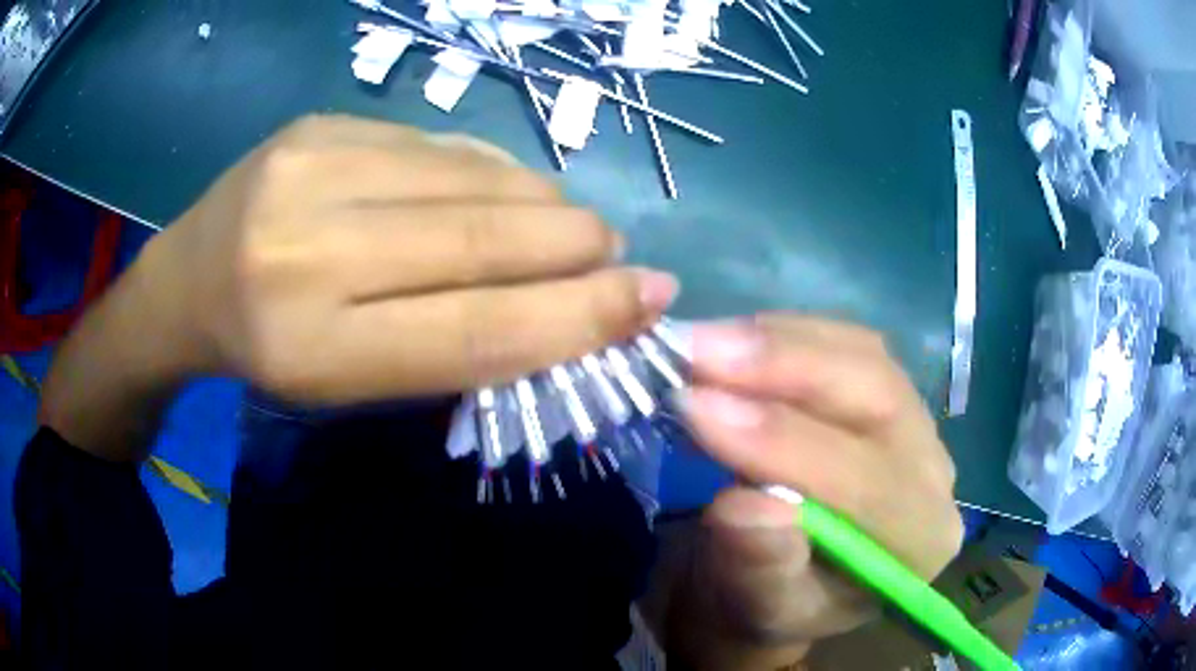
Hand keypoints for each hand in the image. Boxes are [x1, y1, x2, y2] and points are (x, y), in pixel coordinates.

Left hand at [139, 115, 676, 403]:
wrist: (189, 280)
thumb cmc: (271, 352)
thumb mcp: (353, 383)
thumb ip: (455, 344)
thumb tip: (569, 303)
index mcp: (314, 350)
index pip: (475, 331)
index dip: (577, 317)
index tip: (650, 300)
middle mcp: (307, 252)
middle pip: (481, 240)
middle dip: (575, 246)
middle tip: (617, 255)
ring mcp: (311, 169)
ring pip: (471, 179)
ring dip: (543, 202)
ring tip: (566, 224)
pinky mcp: (321, 124)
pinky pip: (440, 144)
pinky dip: (492, 170)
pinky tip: (503, 190)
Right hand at [670, 315, 962, 668]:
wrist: (772, 586)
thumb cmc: (763, 607)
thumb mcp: (754, 610)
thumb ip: (758, 570)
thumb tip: (746, 506)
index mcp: (918, 542)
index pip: (866, 482)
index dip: (782, 442)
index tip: (696, 408)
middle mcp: (932, 473)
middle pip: (877, 396)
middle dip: (784, 367)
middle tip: (696, 353)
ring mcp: (914, 422)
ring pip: (861, 355)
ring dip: (777, 342)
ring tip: (701, 344)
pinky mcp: (884, 391)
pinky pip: (844, 343)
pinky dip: (783, 335)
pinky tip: (735, 342)